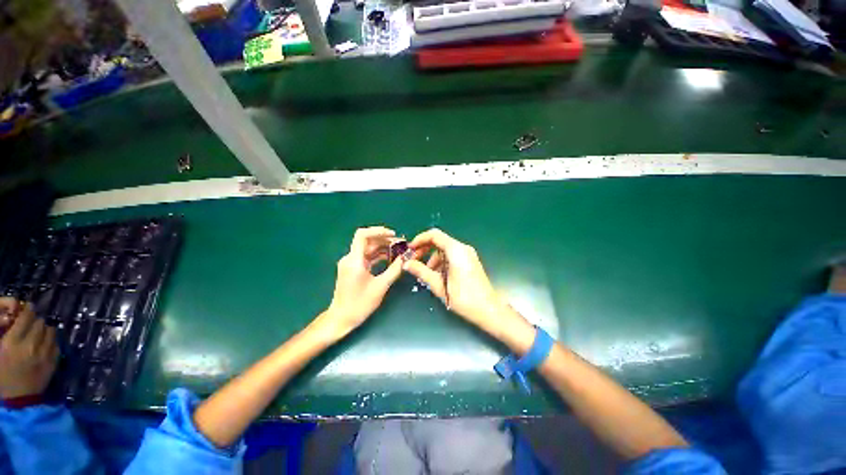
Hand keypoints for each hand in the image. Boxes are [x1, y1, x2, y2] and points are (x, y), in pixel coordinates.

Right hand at [0, 298, 58, 398]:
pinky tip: (44, 344)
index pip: (26, 317)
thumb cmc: (3, 375)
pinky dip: (51, 341)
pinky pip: (56, 344)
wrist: (18, 400)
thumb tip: (14, 318)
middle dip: (36, 320)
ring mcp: (44, 354)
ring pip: (50, 331)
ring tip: (38, 333)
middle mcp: (30, 346)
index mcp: (12, 343)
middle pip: (40, 322)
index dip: (28, 310)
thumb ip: (6, 333)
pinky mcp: (54, 362)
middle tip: (31, 323)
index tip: (27, 309)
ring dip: (45, 330)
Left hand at [321, 227, 403, 338]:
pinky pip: (367, 257)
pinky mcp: (353, 269)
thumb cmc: (360, 304)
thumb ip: (394, 270)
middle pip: (368, 241)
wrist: (341, 319)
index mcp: (354, 260)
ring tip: (399, 252)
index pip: (362, 235)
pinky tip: (390, 259)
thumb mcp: (380, 286)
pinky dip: (378, 256)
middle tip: (401, 245)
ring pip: (368, 249)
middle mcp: (350, 258)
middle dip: (385, 241)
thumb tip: (405, 258)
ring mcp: (351, 263)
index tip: (393, 235)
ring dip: (383, 249)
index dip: (378, 231)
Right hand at [404, 229, 531, 344]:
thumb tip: (406, 264)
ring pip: (445, 249)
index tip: (410, 249)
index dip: (420, 239)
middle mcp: (463, 248)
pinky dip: (442, 261)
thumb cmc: (464, 298)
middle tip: (414, 261)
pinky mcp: (470, 261)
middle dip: (424, 249)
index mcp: (456, 250)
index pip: (434, 235)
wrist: (489, 310)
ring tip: (425, 273)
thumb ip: (422, 271)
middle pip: (439, 241)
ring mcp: (468, 254)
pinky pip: (452, 255)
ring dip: (432, 258)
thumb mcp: (439, 285)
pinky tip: (437, 275)